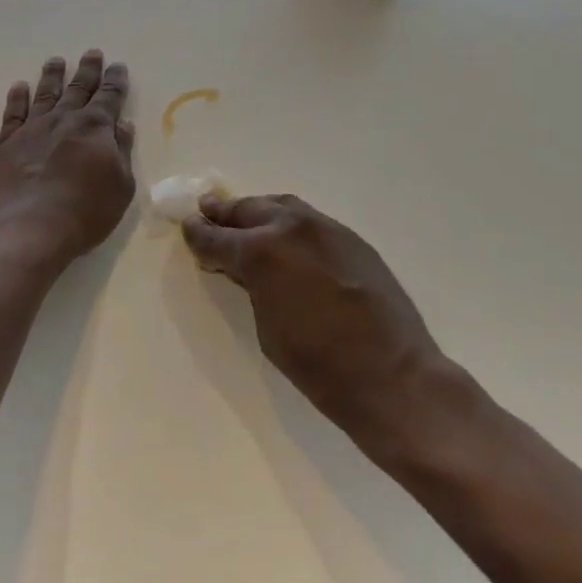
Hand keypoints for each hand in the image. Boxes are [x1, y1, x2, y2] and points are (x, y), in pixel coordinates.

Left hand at [0, 51, 136, 277]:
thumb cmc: (85, 213)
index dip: (115, 81)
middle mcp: (65, 119)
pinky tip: (19, 87)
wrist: (29, 229)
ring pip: (45, 93)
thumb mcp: (121, 187)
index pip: (109, 97)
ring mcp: (33, 128)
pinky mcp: (7, 143)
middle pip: (78, 88)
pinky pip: (13, 113)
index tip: (117, 66)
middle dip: (88, 70)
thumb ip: (122, 152)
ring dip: (52, 76)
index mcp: (96, 127)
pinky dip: (17, 98)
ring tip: (56, 60)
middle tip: (92, 53)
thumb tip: (123, 125)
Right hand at [183, 194, 470, 466]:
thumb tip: (244, 268)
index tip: (188, 228)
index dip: (199, 234)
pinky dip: (289, 222)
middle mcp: (289, 227)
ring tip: (244, 217)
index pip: (217, 237)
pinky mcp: (349, 237)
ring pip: (280, 206)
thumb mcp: (267, 328)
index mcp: (260, 252)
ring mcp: (324, 227)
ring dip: (258, 212)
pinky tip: (286, 235)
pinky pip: (309, 220)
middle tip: (208, 213)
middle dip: (225, 214)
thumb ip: (251, 286)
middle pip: (247, 210)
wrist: (393, 376)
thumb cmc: (319, 367)